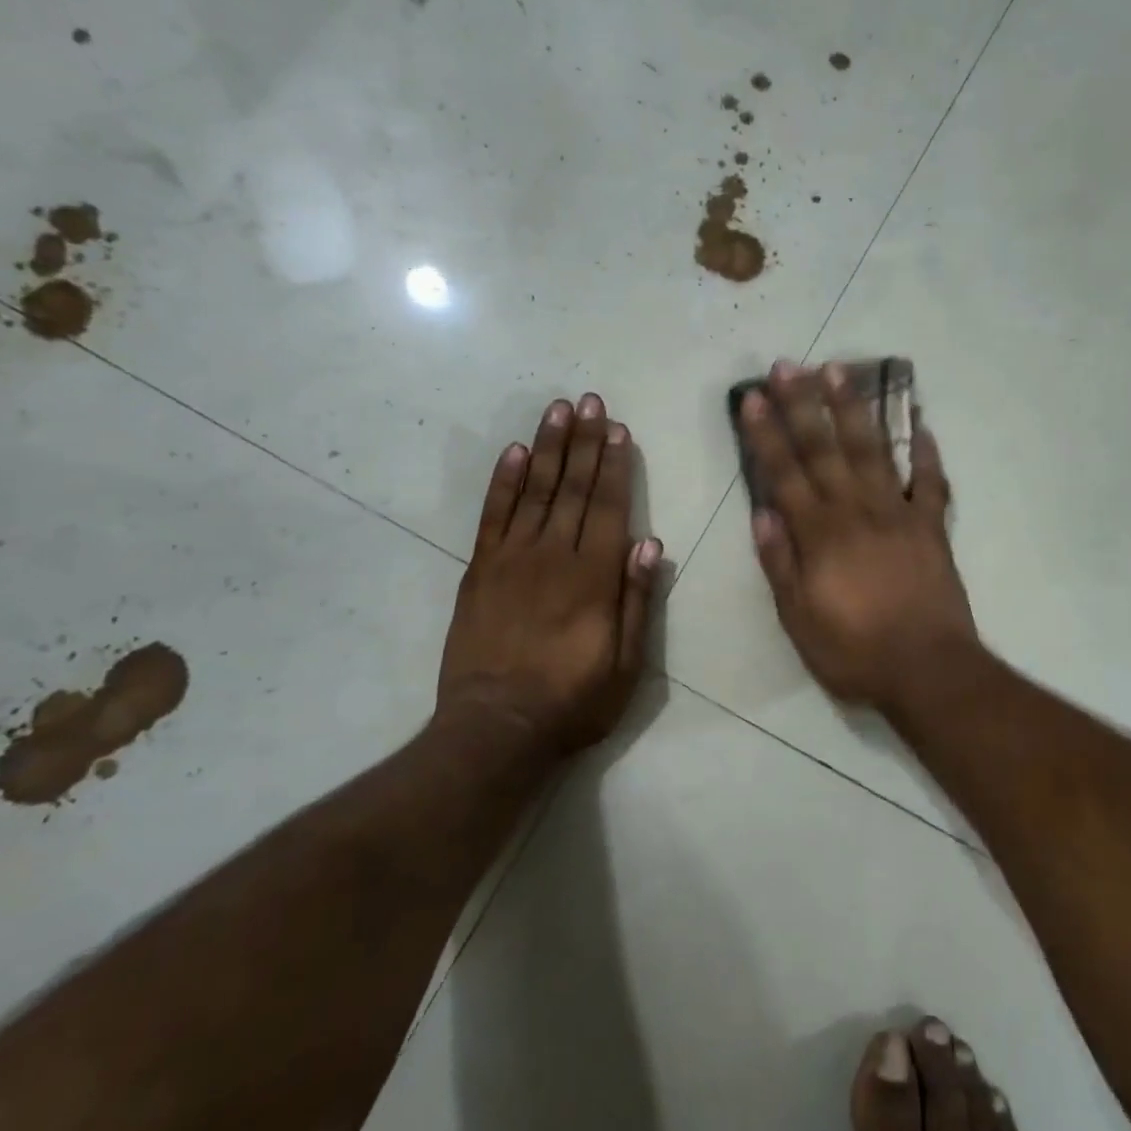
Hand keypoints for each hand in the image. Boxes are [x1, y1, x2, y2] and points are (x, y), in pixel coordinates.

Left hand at [436, 394, 661, 758]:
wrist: (495, 729)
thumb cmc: (573, 700)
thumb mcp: (626, 664)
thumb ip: (638, 600)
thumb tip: (650, 544)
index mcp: (595, 576)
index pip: (609, 506)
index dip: (616, 465)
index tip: (619, 430)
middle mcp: (554, 555)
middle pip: (574, 487)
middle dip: (585, 441)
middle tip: (591, 401)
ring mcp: (512, 559)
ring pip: (535, 490)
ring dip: (549, 447)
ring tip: (558, 410)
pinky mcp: (480, 570)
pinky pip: (493, 515)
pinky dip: (505, 481)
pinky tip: (515, 452)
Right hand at [741, 362, 977, 712]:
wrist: (927, 669)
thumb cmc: (854, 651)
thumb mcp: (798, 619)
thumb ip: (780, 564)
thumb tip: (762, 514)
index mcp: (819, 534)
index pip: (785, 473)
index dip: (767, 433)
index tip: (753, 397)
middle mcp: (856, 511)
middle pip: (825, 448)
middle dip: (803, 404)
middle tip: (789, 365)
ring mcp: (899, 513)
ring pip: (873, 450)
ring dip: (854, 409)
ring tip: (840, 371)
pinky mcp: (932, 526)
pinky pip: (932, 481)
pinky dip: (928, 451)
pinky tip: (921, 422)